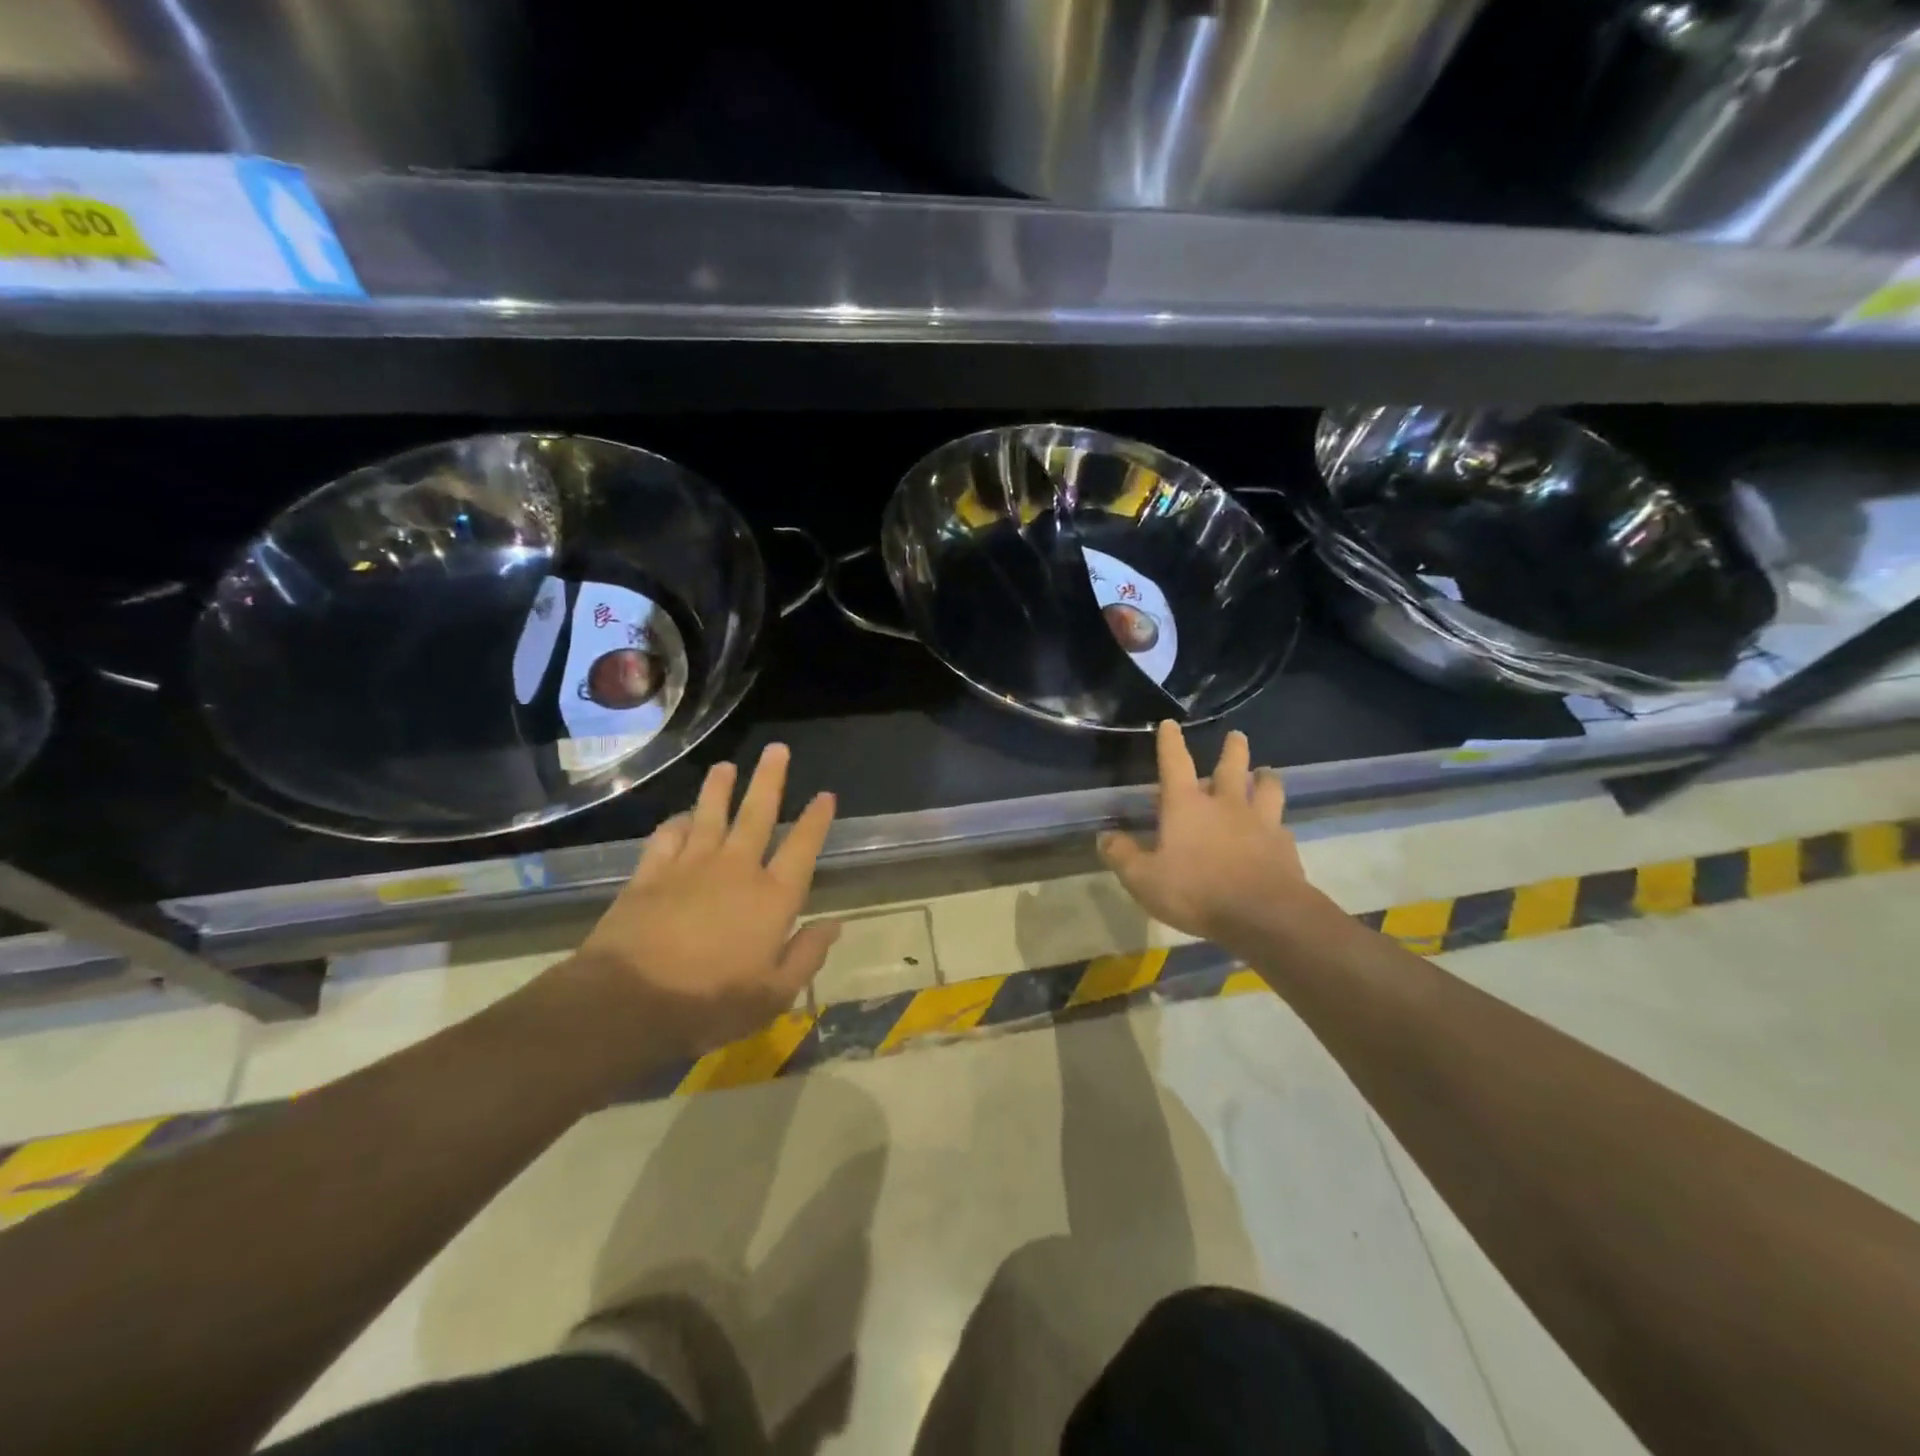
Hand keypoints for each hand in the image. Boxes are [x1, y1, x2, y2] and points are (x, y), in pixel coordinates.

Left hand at [565, 744, 839, 1059]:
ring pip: (710, 814)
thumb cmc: (710, 1003)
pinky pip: (668, 837)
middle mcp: (736, 869)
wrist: (629, 1002)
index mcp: (772, 898)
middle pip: (757, 814)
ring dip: (719, 788)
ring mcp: (690, 867)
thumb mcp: (773, 994)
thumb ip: (806, 956)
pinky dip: (677, 824)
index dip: (816, 819)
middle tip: (776, 749)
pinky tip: (681, 818)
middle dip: (769, 779)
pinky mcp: (651, 874)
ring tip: (726, 766)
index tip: (825, 794)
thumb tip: (834, 924)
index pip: (802, 847)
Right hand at [1098, 722, 1317, 946]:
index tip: (1170, 723)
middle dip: (1233, 748)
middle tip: (1236, 736)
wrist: (1263, 914)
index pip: (1175, 763)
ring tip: (1265, 772)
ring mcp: (1260, 822)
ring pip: (1267, 787)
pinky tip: (1277, 828)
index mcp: (1187, 806)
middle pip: (1231, 766)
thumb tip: (1105, 837)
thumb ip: (1123, 856)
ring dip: (1265, 777)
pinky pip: (1281, 825)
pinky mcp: (1284, 845)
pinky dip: (1277, 822)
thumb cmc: (1196, 891)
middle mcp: (1225, 804)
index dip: (1170, 742)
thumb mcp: (1144, 879)